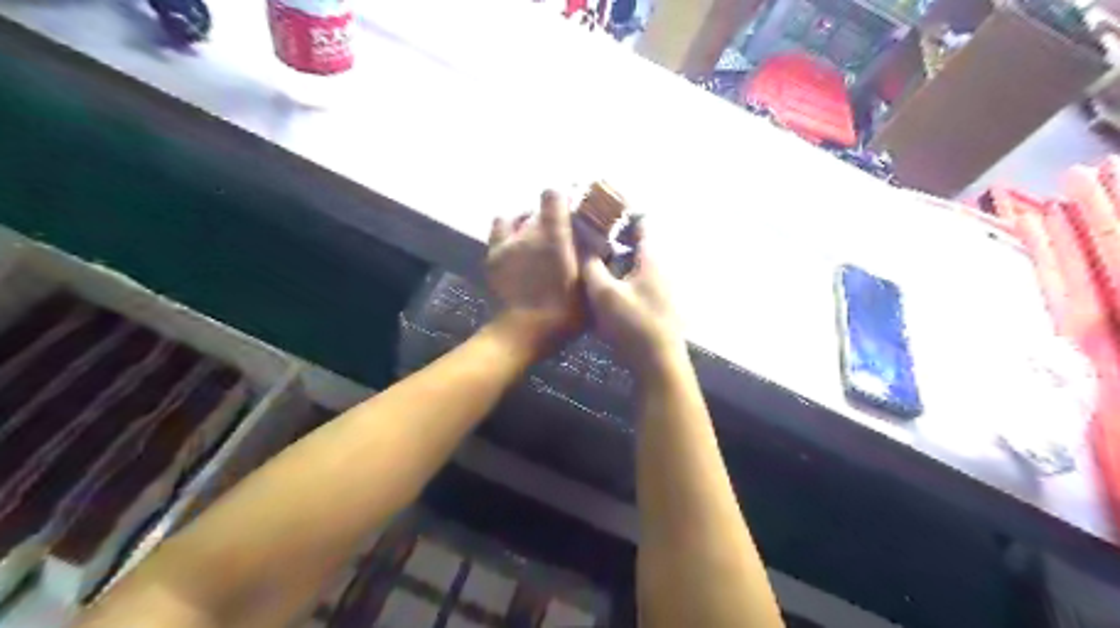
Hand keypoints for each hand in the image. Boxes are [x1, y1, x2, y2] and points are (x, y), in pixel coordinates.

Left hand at [485, 189, 581, 355]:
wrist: (526, 331)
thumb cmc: (564, 310)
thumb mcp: (589, 283)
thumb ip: (593, 257)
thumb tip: (598, 241)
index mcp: (554, 234)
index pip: (553, 194)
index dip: (563, 198)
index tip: (572, 210)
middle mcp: (528, 231)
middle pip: (536, 209)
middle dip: (548, 217)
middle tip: (558, 234)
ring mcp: (506, 243)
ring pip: (515, 217)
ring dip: (526, 223)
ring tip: (533, 238)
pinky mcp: (492, 256)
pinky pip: (498, 230)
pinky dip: (507, 231)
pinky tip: (514, 245)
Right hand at [583, 218, 686, 370]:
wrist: (658, 363)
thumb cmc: (632, 324)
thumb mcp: (603, 294)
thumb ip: (591, 265)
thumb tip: (581, 241)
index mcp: (651, 258)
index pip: (641, 221)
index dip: (621, 211)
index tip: (598, 207)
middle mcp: (659, 267)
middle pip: (637, 241)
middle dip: (614, 234)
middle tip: (588, 232)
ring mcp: (660, 287)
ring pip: (636, 261)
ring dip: (616, 255)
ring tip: (591, 255)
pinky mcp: (655, 304)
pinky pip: (636, 278)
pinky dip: (620, 273)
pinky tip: (603, 284)